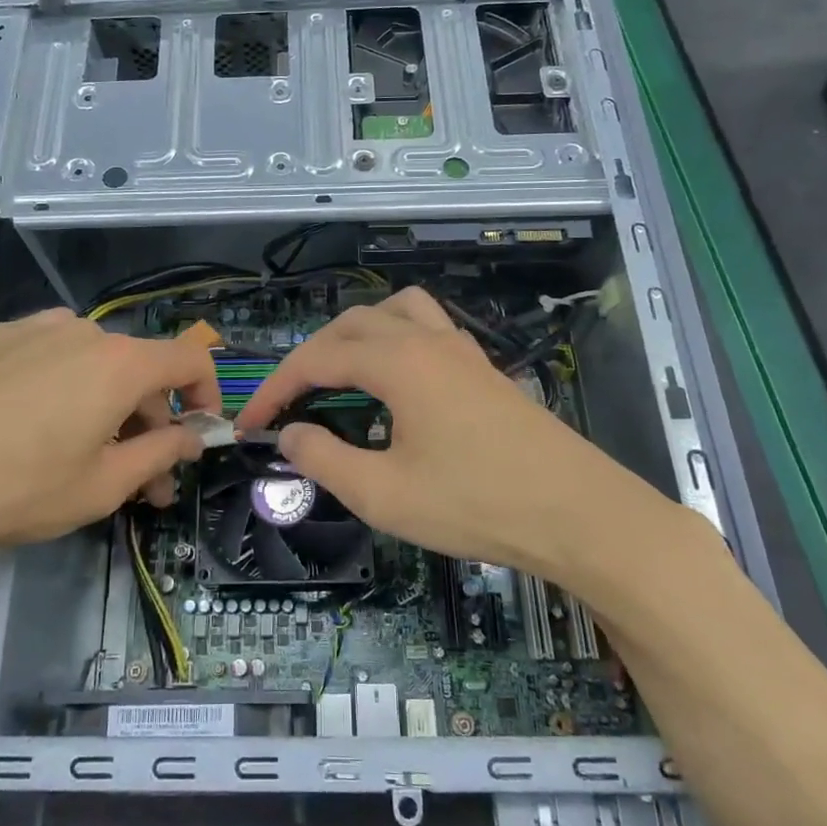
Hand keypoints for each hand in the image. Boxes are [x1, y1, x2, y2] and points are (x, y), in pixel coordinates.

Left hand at [0, 309, 220, 591]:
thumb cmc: (12, 488)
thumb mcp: (101, 487)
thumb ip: (160, 455)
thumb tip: (192, 436)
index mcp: (119, 363)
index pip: (190, 359)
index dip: (208, 395)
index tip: (198, 436)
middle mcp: (83, 331)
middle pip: (139, 369)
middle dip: (151, 422)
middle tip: (140, 481)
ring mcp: (33, 329)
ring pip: (94, 365)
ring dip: (107, 407)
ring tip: (86, 459)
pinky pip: (51, 359)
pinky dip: (65, 390)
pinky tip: (33, 431)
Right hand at [233, 288, 672, 581]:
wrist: (578, 513)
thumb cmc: (475, 504)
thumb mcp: (384, 494)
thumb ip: (325, 460)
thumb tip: (289, 436)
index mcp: (399, 362)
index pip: (317, 359)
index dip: (275, 388)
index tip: (248, 424)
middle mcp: (428, 340)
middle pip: (351, 325)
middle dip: (309, 357)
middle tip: (286, 401)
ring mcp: (462, 350)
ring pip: (395, 312)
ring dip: (356, 333)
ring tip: (338, 371)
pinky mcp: (484, 368)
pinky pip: (427, 328)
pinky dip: (395, 338)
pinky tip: (397, 379)